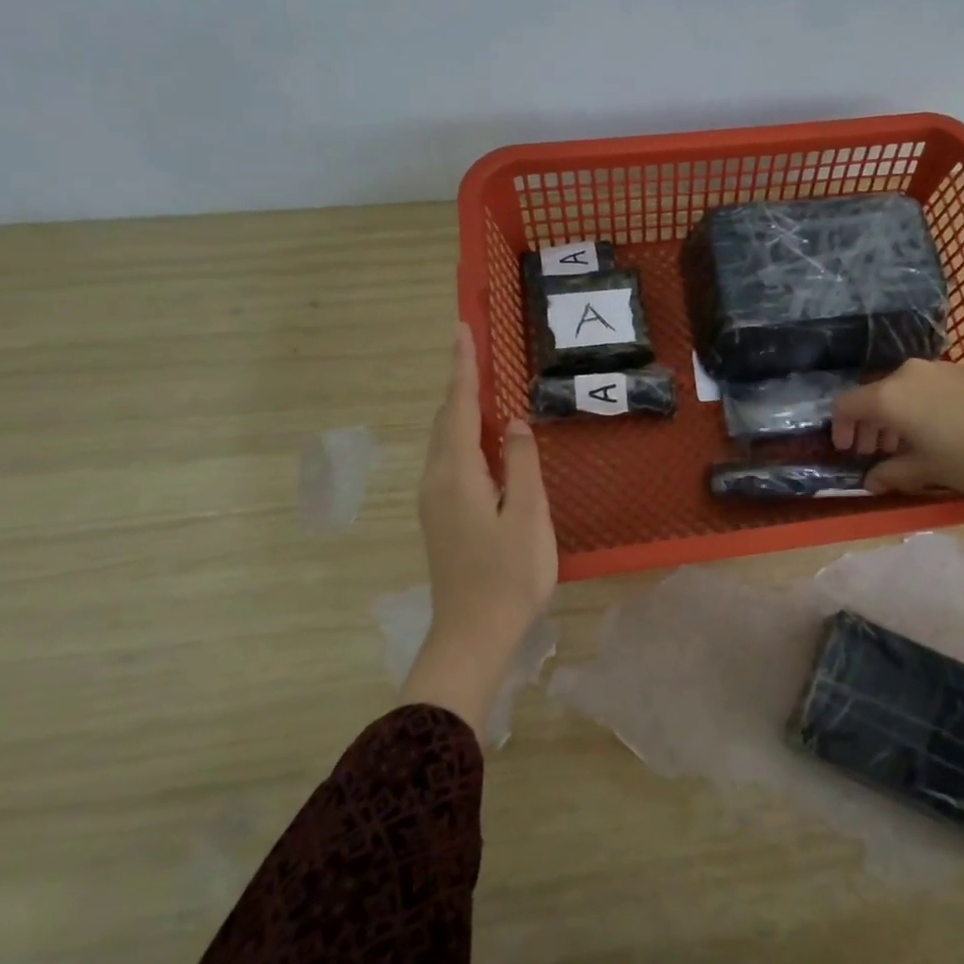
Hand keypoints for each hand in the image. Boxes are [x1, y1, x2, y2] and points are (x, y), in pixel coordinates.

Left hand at [403, 324, 558, 737]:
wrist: (472, 635)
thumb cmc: (508, 577)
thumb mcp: (528, 517)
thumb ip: (523, 465)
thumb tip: (516, 424)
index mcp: (457, 474)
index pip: (460, 408)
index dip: (463, 368)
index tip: (461, 329)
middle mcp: (437, 480)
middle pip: (447, 420)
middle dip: (459, 383)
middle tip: (473, 348)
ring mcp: (434, 501)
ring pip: (446, 441)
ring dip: (461, 409)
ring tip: (481, 385)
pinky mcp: (441, 517)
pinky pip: (449, 460)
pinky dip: (464, 436)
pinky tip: (483, 441)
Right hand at [830, 359, 963, 539]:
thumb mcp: (926, 471)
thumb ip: (891, 473)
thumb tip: (871, 480)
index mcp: (890, 396)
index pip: (846, 405)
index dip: (839, 428)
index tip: (847, 450)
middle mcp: (908, 374)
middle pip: (873, 395)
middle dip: (868, 425)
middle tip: (874, 452)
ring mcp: (938, 368)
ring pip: (901, 389)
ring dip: (894, 416)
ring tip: (906, 445)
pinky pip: (927, 386)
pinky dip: (919, 406)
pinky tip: (939, 430)